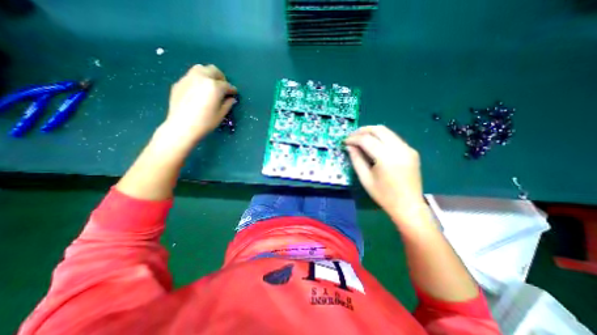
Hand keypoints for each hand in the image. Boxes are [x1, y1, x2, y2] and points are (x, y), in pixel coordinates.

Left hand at [164, 65, 238, 142]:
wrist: (182, 126)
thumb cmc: (205, 122)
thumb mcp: (221, 114)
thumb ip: (228, 104)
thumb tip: (231, 98)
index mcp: (214, 86)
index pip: (227, 85)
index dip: (232, 90)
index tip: (234, 94)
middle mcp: (201, 78)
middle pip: (213, 70)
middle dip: (221, 78)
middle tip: (223, 87)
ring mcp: (188, 78)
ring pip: (201, 69)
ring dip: (208, 75)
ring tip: (210, 86)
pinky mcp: (179, 83)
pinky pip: (191, 76)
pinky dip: (198, 80)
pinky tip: (198, 91)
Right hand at [345, 124, 424, 218]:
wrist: (408, 206)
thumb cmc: (383, 195)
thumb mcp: (365, 179)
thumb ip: (356, 159)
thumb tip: (349, 146)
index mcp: (386, 158)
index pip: (366, 140)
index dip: (353, 138)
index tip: (344, 141)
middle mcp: (399, 149)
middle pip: (379, 129)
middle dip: (363, 130)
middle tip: (352, 136)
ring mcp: (407, 148)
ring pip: (387, 131)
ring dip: (372, 132)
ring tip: (360, 138)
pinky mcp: (411, 151)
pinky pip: (393, 138)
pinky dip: (381, 138)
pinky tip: (374, 145)